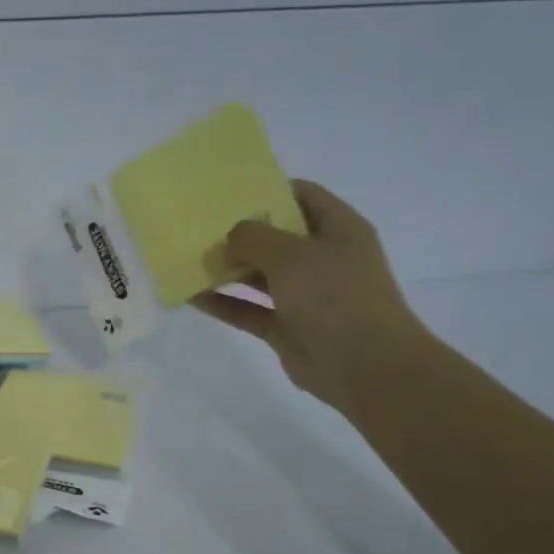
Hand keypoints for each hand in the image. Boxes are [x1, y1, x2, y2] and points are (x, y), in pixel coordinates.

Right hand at [193, 180, 426, 411]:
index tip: (230, 193)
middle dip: (240, 233)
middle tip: (199, 228)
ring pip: (259, 276)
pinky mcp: (287, 327)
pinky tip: (193, 297)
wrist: (363, 364)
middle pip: (276, 237)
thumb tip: (230, 240)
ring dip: (227, 270)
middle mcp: (323, 258)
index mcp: (338, 229)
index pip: (303, 196)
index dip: (269, 190)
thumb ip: (253, 238)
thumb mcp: (290, 254)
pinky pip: (249, 310)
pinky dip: (224, 304)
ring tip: (190, 260)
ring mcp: (304, 295)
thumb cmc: (333, 296)